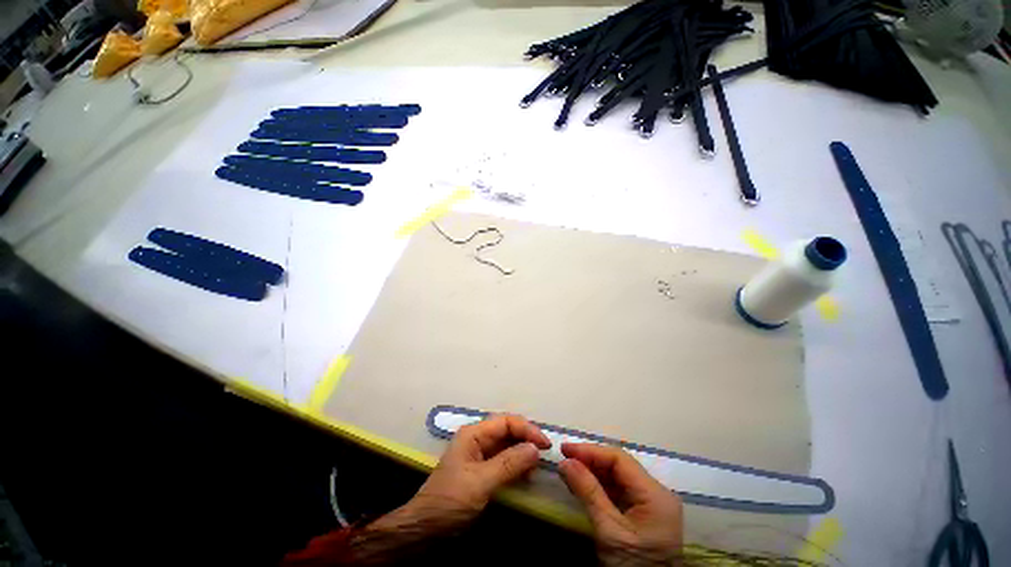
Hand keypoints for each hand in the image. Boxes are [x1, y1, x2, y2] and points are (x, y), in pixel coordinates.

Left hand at [408, 414, 551, 521]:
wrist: (425, 530)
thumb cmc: (450, 501)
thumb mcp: (481, 482)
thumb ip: (509, 463)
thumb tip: (536, 448)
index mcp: (474, 433)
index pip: (506, 422)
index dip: (527, 429)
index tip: (545, 444)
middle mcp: (477, 439)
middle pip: (507, 431)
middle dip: (526, 439)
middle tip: (545, 453)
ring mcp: (479, 454)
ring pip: (507, 445)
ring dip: (523, 452)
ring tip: (537, 466)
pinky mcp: (481, 470)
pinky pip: (503, 460)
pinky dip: (516, 465)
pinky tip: (526, 474)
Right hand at [559, 443, 682, 564]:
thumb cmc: (632, 566)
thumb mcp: (609, 530)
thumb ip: (588, 492)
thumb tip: (565, 462)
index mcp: (655, 494)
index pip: (619, 459)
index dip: (591, 451)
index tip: (565, 449)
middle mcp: (656, 493)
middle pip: (619, 466)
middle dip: (590, 459)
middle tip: (565, 457)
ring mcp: (651, 503)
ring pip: (617, 476)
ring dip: (592, 471)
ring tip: (568, 469)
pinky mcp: (643, 512)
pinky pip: (618, 490)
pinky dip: (598, 485)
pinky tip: (581, 483)